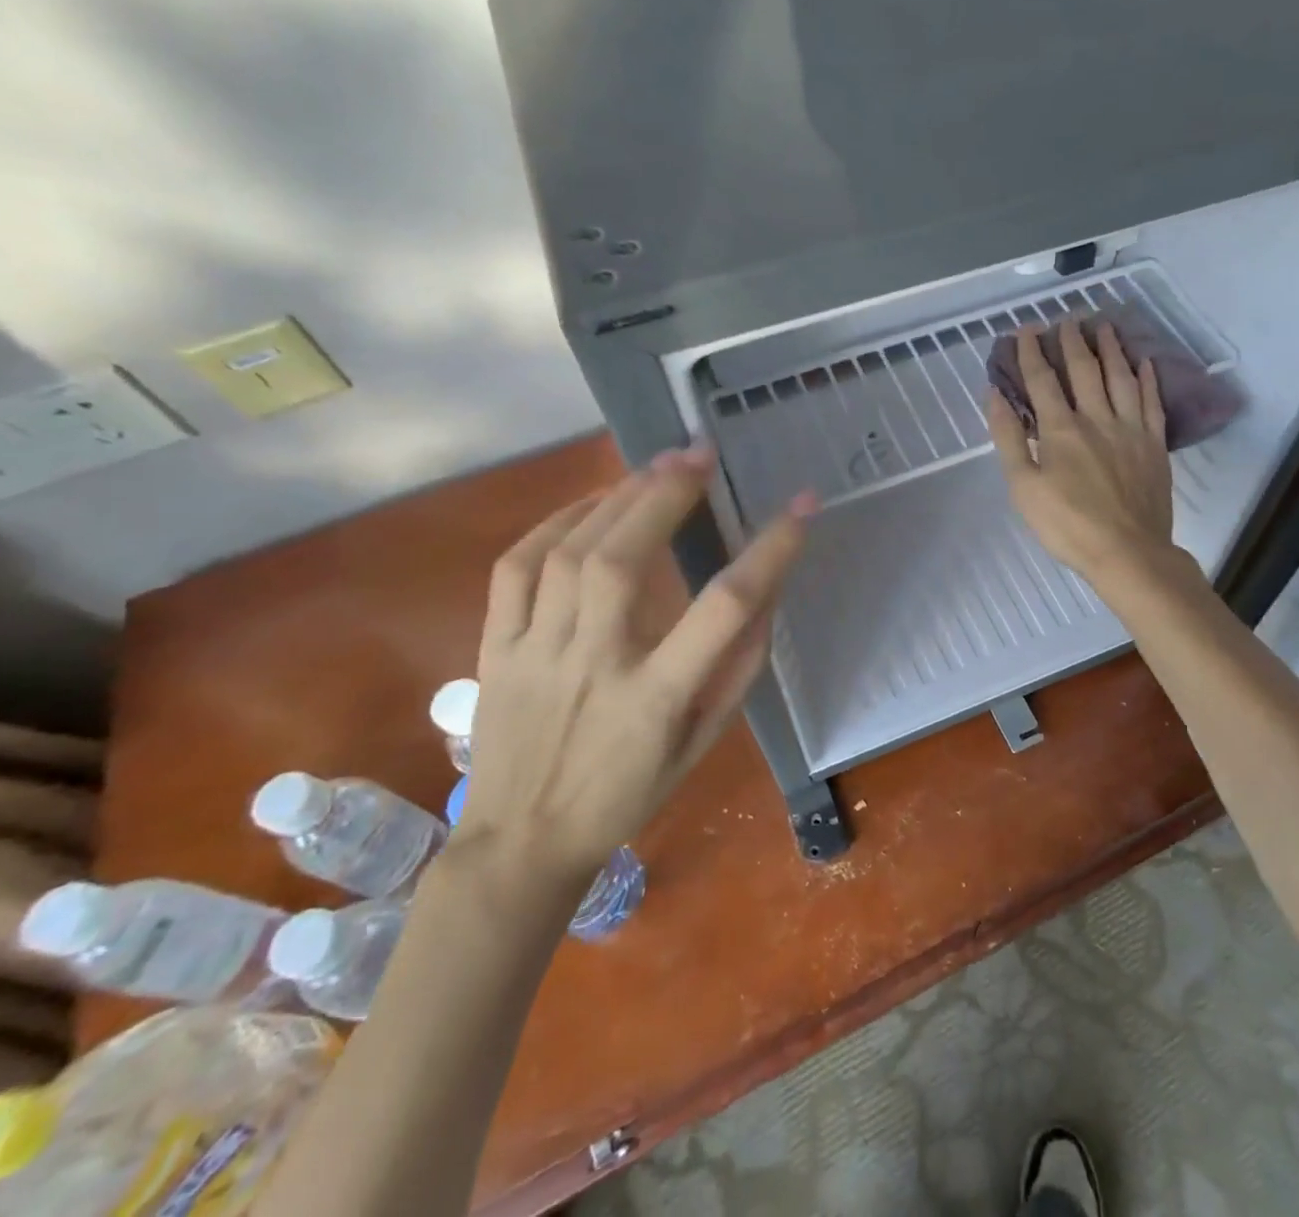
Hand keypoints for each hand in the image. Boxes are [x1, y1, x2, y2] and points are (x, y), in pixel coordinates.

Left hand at [459, 445, 810, 890]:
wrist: (523, 843)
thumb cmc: (628, 795)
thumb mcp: (702, 744)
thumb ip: (737, 668)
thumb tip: (765, 592)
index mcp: (655, 699)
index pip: (722, 609)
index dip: (769, 551)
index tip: (802, 508)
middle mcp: (592, 665)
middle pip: (624, 560)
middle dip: (667, 495)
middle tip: (699, 454)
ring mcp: (536, 652)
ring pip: (568, 554)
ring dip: (617, 498)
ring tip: (655, 468)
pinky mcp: (497, 646)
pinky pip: (516, 568)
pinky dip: (554, 522)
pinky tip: (590, 503)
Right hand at [988, 321, 1181, 590]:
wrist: (1128, 552)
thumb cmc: (1067, 525)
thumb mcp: (1023, 487)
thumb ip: (1009, 438)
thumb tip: (995, 395)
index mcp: (1061, 429)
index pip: (1042, 381)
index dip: (1031, 353)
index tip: (1025, 330)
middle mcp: (1097, 418)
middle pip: (1085, 370)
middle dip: (1073, 342)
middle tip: (1067, 320)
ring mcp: (1131, 429)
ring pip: (1121, 378)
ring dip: (1111, 349)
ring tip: (1105, 326)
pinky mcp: (1154, 444)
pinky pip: (1152, 402)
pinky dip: (1148, 379)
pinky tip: (1145, 362)